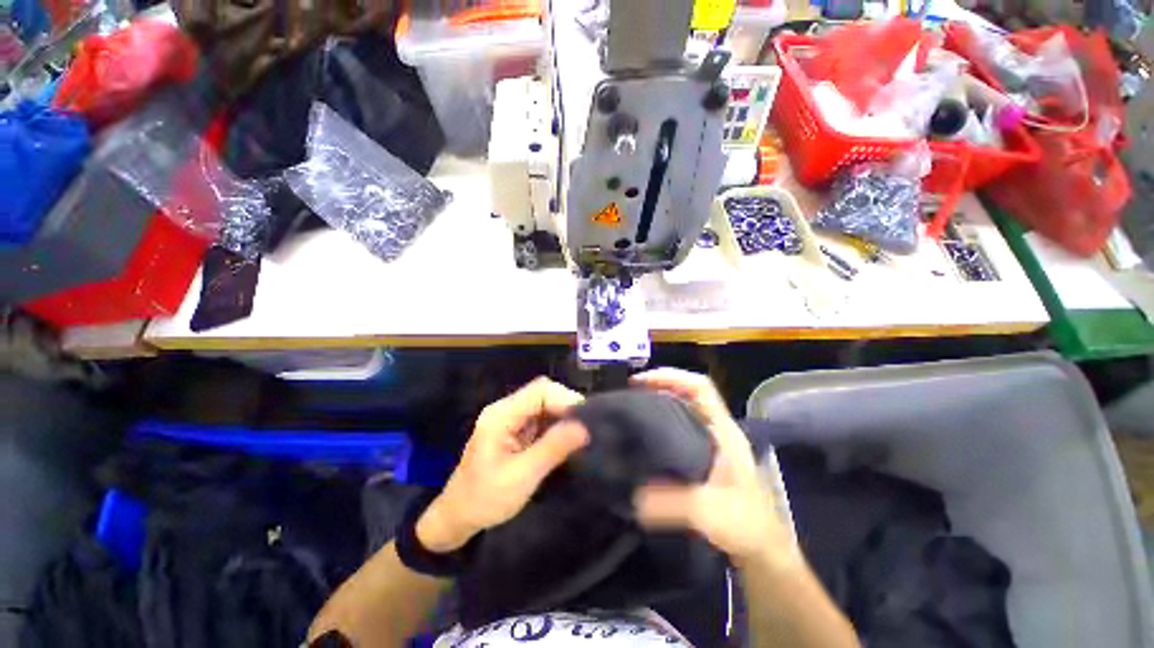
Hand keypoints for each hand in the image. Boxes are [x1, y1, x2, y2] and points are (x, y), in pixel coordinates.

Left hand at [417, 377, 588, 552]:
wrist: (458, 517)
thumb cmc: (486, 499)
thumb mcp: (522, 476)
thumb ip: (553, 448)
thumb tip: (584, 427)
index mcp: (502, 415)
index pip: (540, 390)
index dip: (565, 399)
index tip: (584, 421)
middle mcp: (506, 410)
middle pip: (543, 394)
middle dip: (566, 409)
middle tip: (585, 431)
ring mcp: (510, 419)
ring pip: (545, 406)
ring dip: (563, 418)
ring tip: (579, 437)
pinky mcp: (516, 430)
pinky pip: (541, 420)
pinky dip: (556, 428)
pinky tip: (565, 442)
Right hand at [631, 369, 796, 567]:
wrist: (765, 551)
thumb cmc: (747, 525)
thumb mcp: (710, 512)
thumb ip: (673, 503)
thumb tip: (634, 497)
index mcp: (723, 431)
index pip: (699, 387)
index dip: (670, 377)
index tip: (640, 381)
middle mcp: (718, 430)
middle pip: (689, 393)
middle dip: (660, 386)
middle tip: (630, 393)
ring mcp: (713, 443)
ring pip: (685, 409)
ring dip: (660, 403)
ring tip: (634, 409)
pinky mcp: (706, 457)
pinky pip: (681, 428)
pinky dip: (662, 423)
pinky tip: (646, 437)